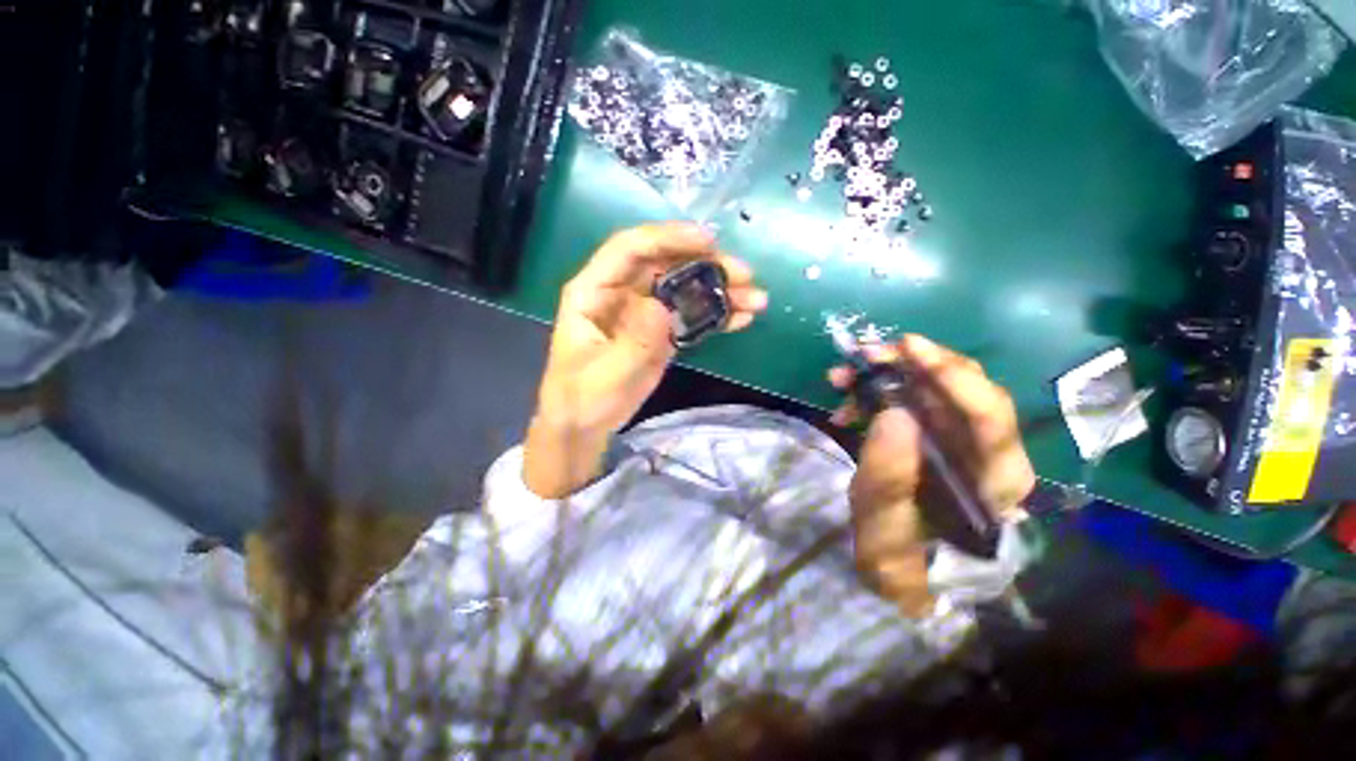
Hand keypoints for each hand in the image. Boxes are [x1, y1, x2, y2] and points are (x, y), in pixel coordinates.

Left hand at [525, 223, 767, 497]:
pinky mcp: (661, 331)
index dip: (668, 238)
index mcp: (595, 290)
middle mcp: (621, 292)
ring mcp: (644, 311)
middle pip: (666, 264)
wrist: (585, 424)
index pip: (630, 249)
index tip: (708, 241)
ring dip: (720, 289)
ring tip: (755, 300)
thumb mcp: (606, 373)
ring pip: (684, 287)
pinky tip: (741, 318)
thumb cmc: (583, 397)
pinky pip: (691, 314)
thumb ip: (634, 340)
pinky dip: (716, 314)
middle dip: (706, 264)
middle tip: (744, 274)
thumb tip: (662, 306)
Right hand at [829, 336, 1034, 615]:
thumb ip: (888, 478)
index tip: (906, 348)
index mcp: (993, 481)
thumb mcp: (883, 531)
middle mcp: (986, 452)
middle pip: (964, 390)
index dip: (951, 375)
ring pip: (934, 390)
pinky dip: (878, 394)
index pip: (989, 416)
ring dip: (888, 375)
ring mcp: (960, 441)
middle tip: (864, 355)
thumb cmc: (901, 563)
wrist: (906, 574)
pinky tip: (848, 404)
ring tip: (843, 376)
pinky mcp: (935, 437)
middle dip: (912, 365)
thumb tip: (893, 413)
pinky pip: (911, 401)